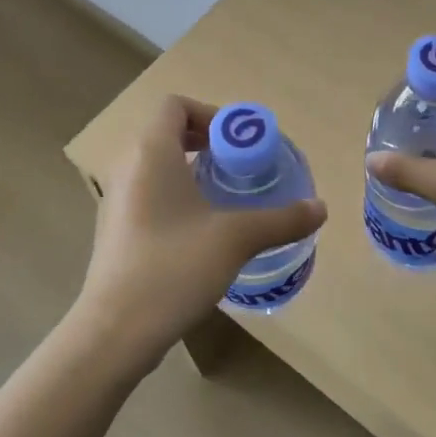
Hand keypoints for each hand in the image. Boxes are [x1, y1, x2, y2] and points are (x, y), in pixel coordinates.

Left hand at [72, 95, 327, 372]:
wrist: (114, 331)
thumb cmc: (173, 268)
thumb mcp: (236, 239)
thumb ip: (281, 219)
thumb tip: (321, 208)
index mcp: (150, 152)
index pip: (175, 105)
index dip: (211, 114)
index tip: (240, 143)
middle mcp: (127, 166)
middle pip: (166, 132)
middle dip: (206, 142)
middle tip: (240, 167)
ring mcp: (115, 199)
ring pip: (156, 164)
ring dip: (191, 170)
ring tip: (226, 197)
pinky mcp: (114, 229)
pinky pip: (147, 192)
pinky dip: (174, 194)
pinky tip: (200, 230)